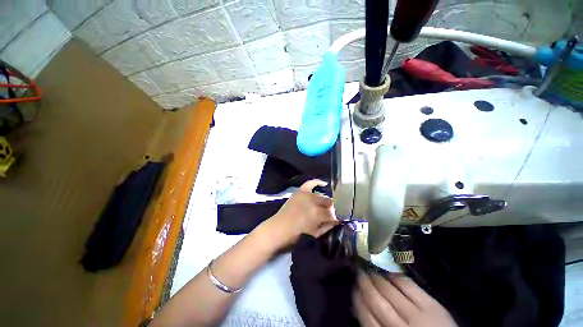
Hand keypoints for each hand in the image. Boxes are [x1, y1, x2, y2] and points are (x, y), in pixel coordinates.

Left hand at [263, 179, 337, 249]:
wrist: (278, 229)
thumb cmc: (296, 235)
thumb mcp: (315, 234)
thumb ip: (327, 226)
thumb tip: (337, 220)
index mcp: (318, 214)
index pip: (332, 214)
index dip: (335, 218)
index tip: (336, 221)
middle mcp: (313, 202)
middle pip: (328, 203)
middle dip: (331, 210)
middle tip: (329, 215)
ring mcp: (306, 195)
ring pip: (321, 196)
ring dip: (324, 202)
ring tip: (324, 206)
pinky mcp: (300, 192)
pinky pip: (310, 183)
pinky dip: (317, 182)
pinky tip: (324, 183)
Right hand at [353, 270, 456, 326]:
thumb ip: (376, 326)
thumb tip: (359, 306)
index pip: (366, 317)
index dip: (357, 299)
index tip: (353, 287)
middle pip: (376, 301)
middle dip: (364, 284)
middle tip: (357, 272)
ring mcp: (418, 315)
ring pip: (389, 291)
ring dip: (376, 277)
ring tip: (368, 268)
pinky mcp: (432, 305)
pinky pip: (408, 285)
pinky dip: (395, 277)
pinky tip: (387, 272)